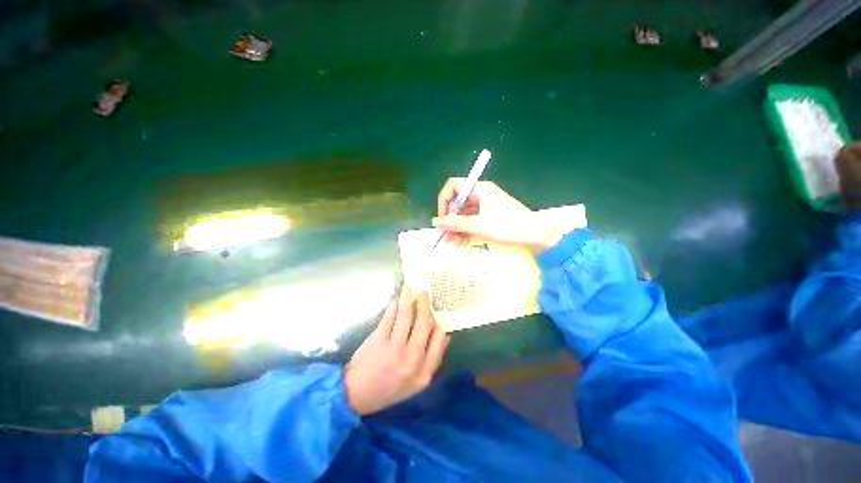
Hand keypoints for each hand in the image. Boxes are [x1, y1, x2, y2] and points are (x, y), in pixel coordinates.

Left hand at [343, 288, 449, 415]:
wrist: (355, 396)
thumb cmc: (388, 389)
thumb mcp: (415, 383)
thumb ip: (431, 360)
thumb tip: (442, 331)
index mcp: (424, 373)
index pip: (440, 339)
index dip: (440, 321)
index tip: (437, 309)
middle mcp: (412, 360)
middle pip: (425, 324)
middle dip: (425, 305)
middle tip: (424, 293)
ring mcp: (394, 349)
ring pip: (407, 316)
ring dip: (409, 299)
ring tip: (409, 289)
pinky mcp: (378, 341)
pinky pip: (390, 316)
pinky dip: (394, 305)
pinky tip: (396, 300)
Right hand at [433, 178, 561, 252]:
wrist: (536, 237)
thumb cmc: (507, 226)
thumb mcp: (479, 225)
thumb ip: (455, 223)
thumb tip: (435, 221)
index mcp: (480, 189)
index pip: (454, 187)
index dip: (444, 201)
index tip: (442, 218)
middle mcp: (481, 195)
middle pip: (458, 204)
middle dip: (450, 220)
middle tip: (446, 236)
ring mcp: (485, 207)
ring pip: (464, 215)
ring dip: (457, 229)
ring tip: (454, 243)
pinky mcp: (489, 218)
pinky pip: (472, 222)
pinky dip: (466, 231)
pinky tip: (462, 242)